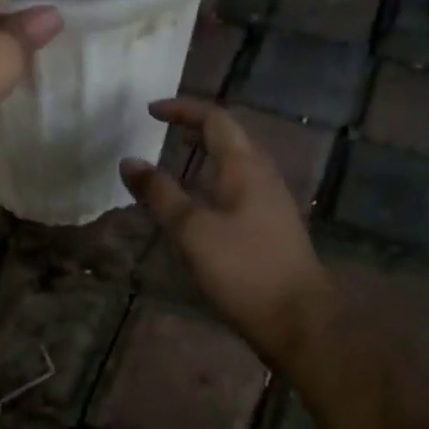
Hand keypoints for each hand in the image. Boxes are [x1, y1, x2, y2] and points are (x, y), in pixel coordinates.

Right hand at [121, 98, 334, 369]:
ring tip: (179, 157)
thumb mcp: (192, 231)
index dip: (183, 109)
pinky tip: (202, 201)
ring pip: (238, 161)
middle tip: (164, 129)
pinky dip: (216, 177)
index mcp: (245, 167)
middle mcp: (263, 175)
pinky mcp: (273, 225)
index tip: (151, 111)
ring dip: (208, 151)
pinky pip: (241, 184)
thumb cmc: (244, 269)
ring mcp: (272, 200)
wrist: (300, 320)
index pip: (216, 119)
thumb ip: (160, 194)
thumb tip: (129, 161)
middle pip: (230, 135)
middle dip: (196, 126)